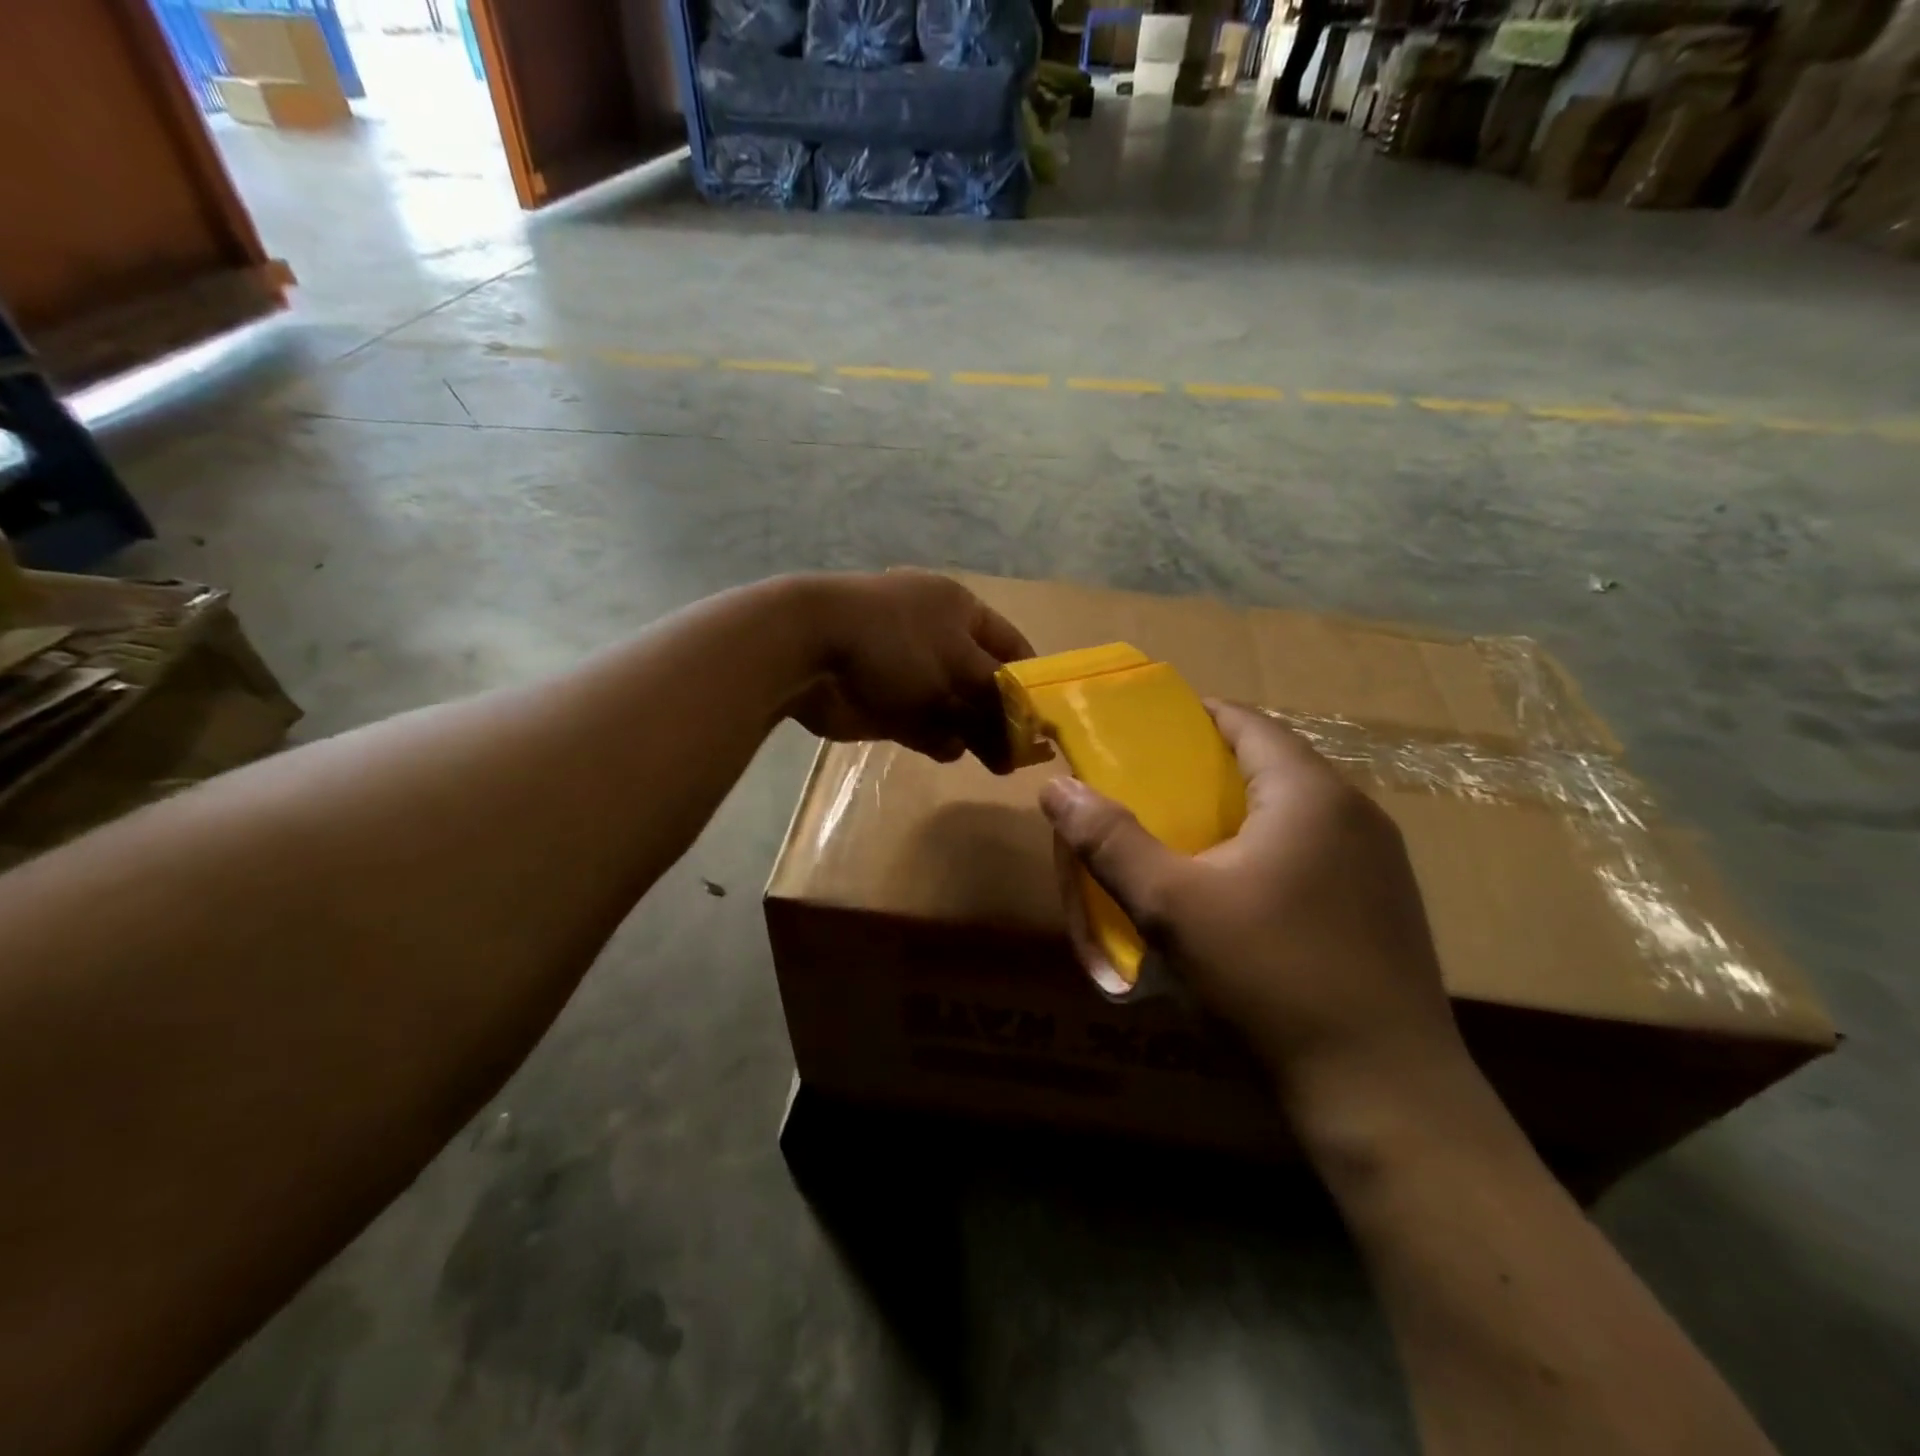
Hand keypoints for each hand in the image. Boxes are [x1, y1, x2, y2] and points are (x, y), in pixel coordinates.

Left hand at [785, 570, 1033, 769]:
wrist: (809, 652)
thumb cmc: (896, 643)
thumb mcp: (959, 665)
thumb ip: (997, 699)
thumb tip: (1025, 731)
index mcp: (959, 610)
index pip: (1011, 646)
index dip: (1030, 680)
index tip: (1047, 718)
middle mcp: (937, 637)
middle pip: (982, 682)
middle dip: (1001, 716)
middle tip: (1021, 755)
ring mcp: (908, 671)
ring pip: (953, 708)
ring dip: (970, 732)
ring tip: (992, 762)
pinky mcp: (884, 702)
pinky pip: (922, 725)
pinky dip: (936, 739)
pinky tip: (946, 750)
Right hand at [1040, 703, 1472, 1134]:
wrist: (1382, 1093)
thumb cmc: (1269, 979)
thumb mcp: (1171, 906)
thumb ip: (1109, 841)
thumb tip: (1057, 788)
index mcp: (1310, 793)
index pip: (1247, 722)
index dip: (1192, 719)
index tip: (1142, 736)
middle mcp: (1356, 813)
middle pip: (1271, 766)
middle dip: (1208, 772)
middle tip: (1151, 794)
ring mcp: (1381, 863)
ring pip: (1295, 814)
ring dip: (1240, 816)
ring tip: (1187, 844)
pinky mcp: (1386, 909)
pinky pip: (1317, 854)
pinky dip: (1271, 853)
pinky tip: (1241, 900)